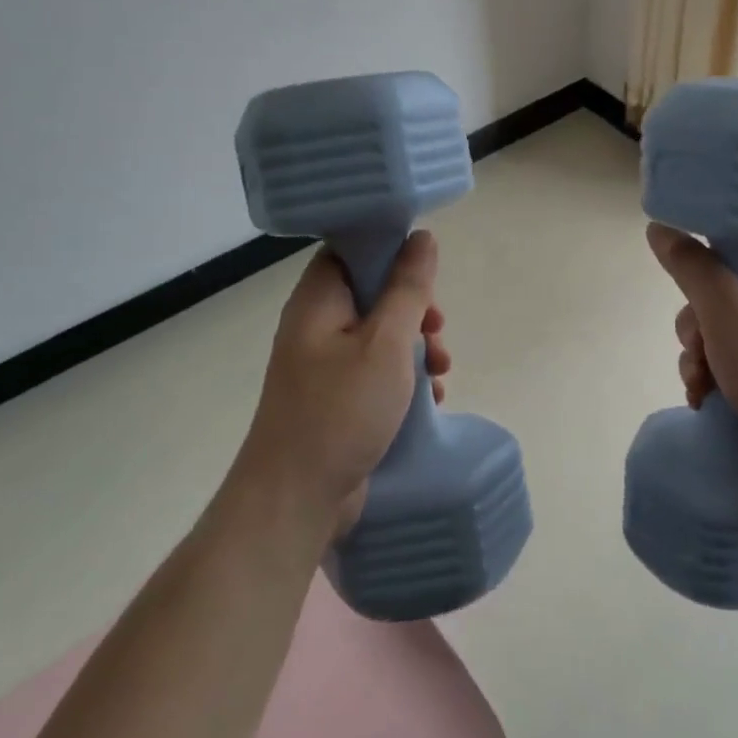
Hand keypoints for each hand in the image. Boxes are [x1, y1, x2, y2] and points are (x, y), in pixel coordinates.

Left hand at [233, 231, 449, 533]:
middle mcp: (316, 328)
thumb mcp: (386, 343)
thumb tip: (422, 237)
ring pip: (378, 336)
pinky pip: (374, 372)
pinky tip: (430, 398)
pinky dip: (403, 377)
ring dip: (416, 346)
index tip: (426, 274)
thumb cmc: (341, 411)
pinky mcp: (335, 400)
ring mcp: (323, 367)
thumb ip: (407, 289)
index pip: (350, 252)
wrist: (294, 501)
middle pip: (371, 294)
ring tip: (442, 370)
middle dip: (413, 309)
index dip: (390, 253)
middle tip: (438, 329)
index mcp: (318, 302)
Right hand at [647, 223, 737, 507]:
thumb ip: (691, 268)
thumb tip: (658, 226)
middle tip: (700, 351)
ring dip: (700, 360)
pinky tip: (706, 402)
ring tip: (701, 387)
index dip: (706, 275)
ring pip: (722, 338)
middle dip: (698, 330)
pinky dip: (714, 382)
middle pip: (724, 300)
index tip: (693, 300)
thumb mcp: (728, 312)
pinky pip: (734, 369)